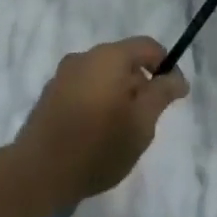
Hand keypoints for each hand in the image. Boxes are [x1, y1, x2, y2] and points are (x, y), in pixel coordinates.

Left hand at [13, 38, 189, 207]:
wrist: (39, 171)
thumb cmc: (98, 146)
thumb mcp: (141, 124)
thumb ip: (161, 94)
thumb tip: (177, 77)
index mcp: (108, 57)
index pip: (147, 46)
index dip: (166, 66)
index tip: (173, 97)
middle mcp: (83, 57)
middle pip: (123, 60)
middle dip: (140, 84)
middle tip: (146, 122)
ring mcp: (63, 74)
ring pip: (103, 75)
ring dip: (118, 95)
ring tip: (121, 132)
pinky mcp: (50, 94)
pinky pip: (84, 88)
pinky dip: (97, 101)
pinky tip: (96, 133)